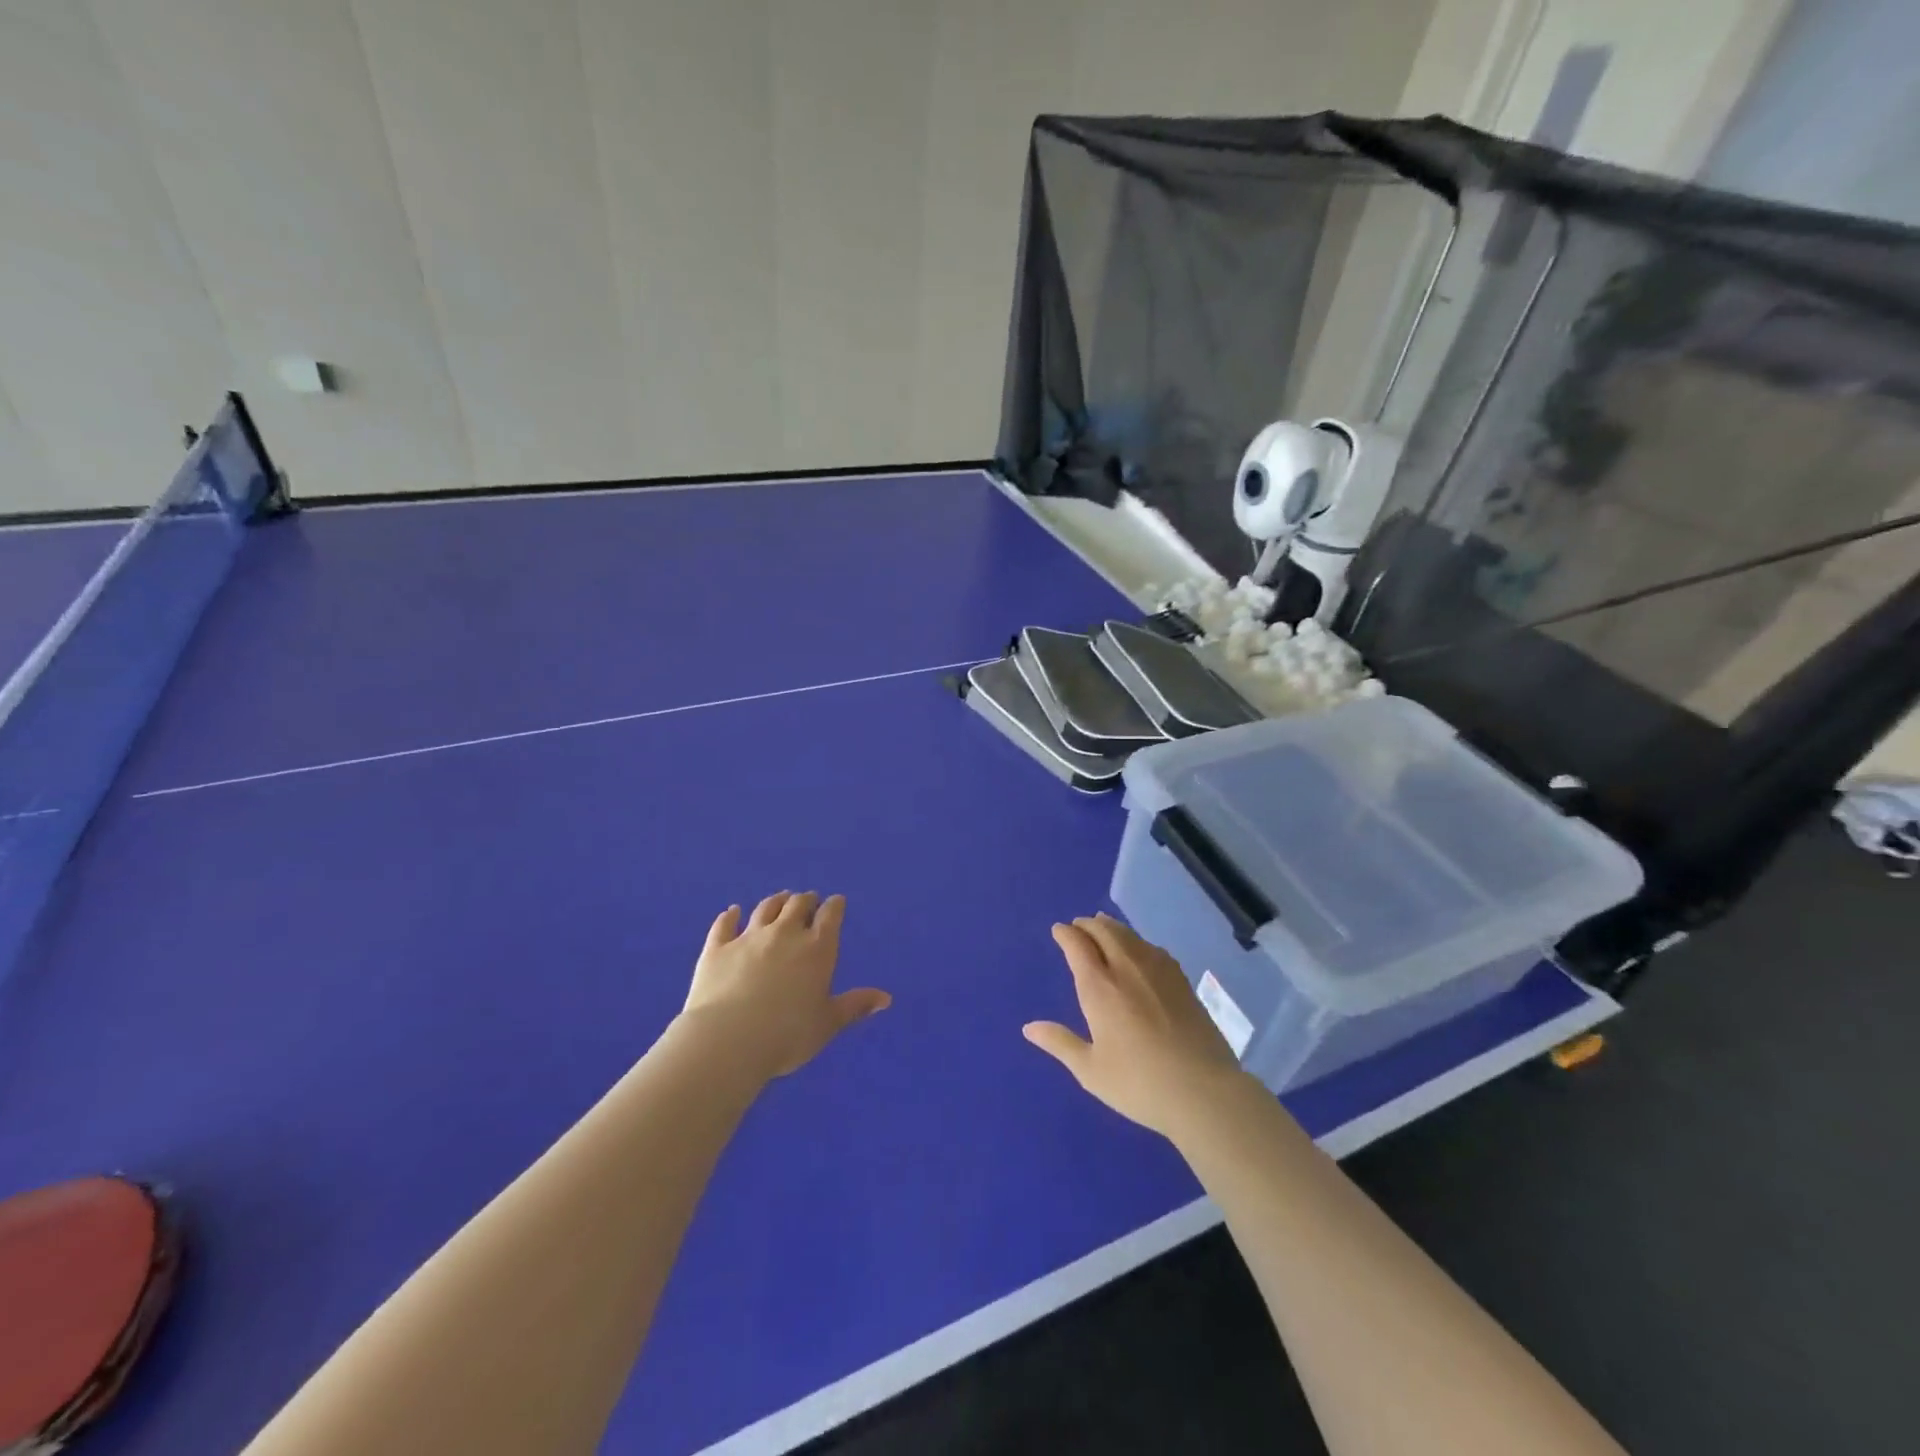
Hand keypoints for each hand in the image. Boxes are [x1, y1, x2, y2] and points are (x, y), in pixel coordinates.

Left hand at [681, 892, 889, 1080]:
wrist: (729, 1040)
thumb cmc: (788, 1034)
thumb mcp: (828, 1023)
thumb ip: (855, 1006)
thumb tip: (886, 998)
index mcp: (817, 948)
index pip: (830, 916)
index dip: (835, 906)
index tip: (836, 902)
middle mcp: (785, 934)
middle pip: (798, 905)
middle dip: (806, 900)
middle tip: (809, 900)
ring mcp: (749, 938)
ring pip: (765, 908)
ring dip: (776, 901)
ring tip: (780, 898)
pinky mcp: (718, 948)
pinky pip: (724, 924)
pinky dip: (730, 915)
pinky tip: (732, 911)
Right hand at [1023, 913, 1248, 1137]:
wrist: (1203, 1090)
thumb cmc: (1139, 1083)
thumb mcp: (1090, 1070)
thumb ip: (1060, 1043)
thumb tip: (1029, 1028)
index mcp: (1099, 987)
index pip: (1077, 945)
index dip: (1066, 934)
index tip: (1058, 930)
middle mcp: (1126, 968)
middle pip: (1104, 931)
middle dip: (1087, 924)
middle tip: (1078, 925)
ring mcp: (1157, 970)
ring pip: (1129, 935)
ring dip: (1111, 927)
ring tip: (1102, 926)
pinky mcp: (1181, 979)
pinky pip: (1151, 947)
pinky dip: (1135, 939)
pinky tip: (1137, 949)